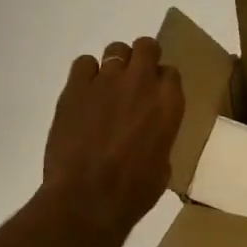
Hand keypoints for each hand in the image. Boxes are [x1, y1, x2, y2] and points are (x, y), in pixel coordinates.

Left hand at [39, 36, 184, 246]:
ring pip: (116, 50)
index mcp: (169, 105)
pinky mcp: (75, 89)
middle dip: (143, 58)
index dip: (163, 82)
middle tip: (135, 81)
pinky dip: (87, 74)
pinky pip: (84, 64)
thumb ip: (159, 137)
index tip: (156, 95)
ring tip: (108, 88)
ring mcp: (106, 82)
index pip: (171, 73)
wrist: (87, 200)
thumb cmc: (133, 192)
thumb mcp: (162, 164)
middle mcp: (141, 84)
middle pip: (147, 46)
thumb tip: (148, 135)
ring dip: (116, 64)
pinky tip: (85, 95)